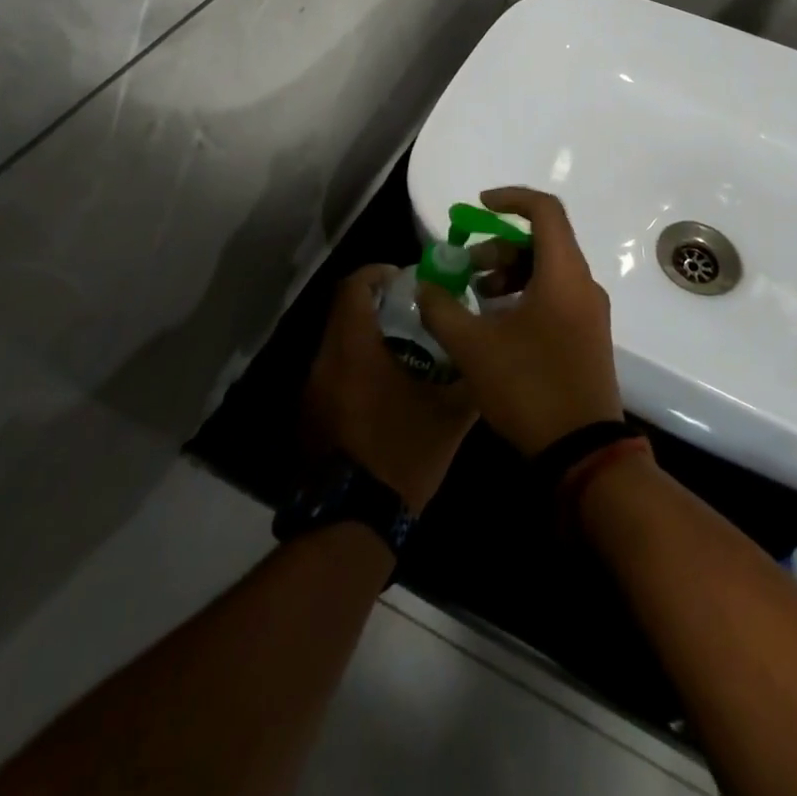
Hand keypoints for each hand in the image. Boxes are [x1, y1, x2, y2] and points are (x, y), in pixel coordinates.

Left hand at [302, 265, 477, 510]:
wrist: (352, 522)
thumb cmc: (401, 455)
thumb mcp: (449, 418)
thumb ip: (469, 380)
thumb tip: (486, 359)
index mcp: (353, 348)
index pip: (354, 287)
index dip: (378, 273)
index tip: (405, 278)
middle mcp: (325, 361)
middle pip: (344, 313)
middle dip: (378, 306)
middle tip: (414, 315)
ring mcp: (312, 390)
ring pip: (337, 344)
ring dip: (366, 338)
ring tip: (406, 353)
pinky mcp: (310, 416)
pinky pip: (332, 373)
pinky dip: (355, 367)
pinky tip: (385, 391)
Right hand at [417, 188, 624, 457]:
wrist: (583, 452)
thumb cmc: (529, 387)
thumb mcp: (473, 347)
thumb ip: (443, 309)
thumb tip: (425, 285)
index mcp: (563, 274)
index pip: (544, 210)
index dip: (510, 198)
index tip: (477, 206)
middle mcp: (583, 284)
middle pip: (543, 241)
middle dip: (499, 246)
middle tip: (465, 269)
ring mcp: (590, 312)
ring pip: (548, 270)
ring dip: (510, 273)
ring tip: (476, 298)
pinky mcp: (588, 335)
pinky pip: (556, 295)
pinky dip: (525, 294)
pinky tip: (497, 324)